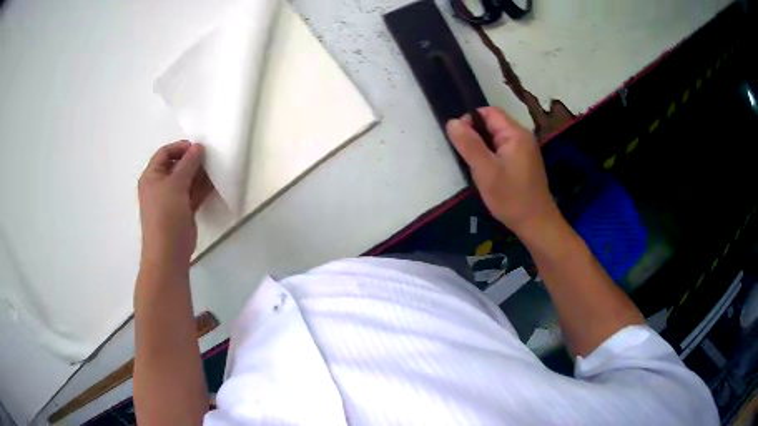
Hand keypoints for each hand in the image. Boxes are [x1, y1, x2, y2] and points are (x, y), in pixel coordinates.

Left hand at [138, 141, 212, 265]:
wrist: (168, 251)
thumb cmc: (165, 214)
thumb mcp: (175, 184)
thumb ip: (188, 163)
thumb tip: (198, 146)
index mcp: (151, 176)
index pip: (164, 153)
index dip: (180, 147)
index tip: (197, 147)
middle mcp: (160, 185)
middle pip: (177, 166)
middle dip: (192, 160)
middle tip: (209, 157)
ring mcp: (172, 199)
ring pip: (187, 180)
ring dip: (199, 173)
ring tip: (215, 167)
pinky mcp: (183, 210)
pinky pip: (193, 193)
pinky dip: (203, 187)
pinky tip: (215, 182)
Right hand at [446, 107, 558, 236]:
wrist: (536, 223)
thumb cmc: (511, 197)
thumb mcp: (485, 171)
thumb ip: (469, 144)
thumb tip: (453, 122)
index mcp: (515, 133)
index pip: (489, 112)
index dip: (470, 120)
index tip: (459, 140)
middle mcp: (523, 136)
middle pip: (493, 123)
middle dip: (476, 135)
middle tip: (465, 155)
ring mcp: (525, 150)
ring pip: (497, 138)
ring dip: (483, 147)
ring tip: (474, 165)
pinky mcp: (524, 162)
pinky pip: (503, 149)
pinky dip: (492, 156)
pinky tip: (487, 172)